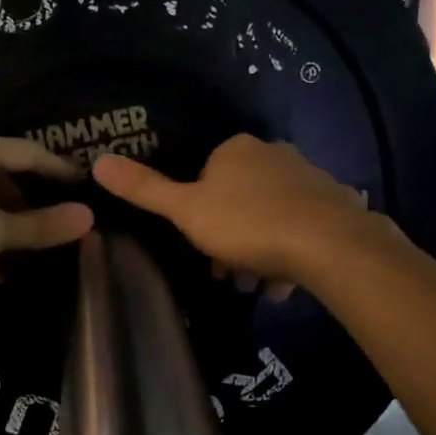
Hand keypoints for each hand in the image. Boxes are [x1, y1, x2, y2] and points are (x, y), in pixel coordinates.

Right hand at [91, 134, 381, 286]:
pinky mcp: (337, 202)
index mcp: (236, 150)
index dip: (199, 213)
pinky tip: (287, 283)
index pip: (206, 175)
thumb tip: (99, 160)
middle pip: (240, 197)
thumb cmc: (248, 224)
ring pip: (272, 214)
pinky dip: (291, 252)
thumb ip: (145, 189)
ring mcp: (309, 176)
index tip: (200, 246)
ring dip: (260, 249)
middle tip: (228, 273)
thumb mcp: (186, 211)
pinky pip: (303, 227)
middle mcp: (274, 153)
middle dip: (230, 236)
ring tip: (258, 285)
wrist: (328, 244)